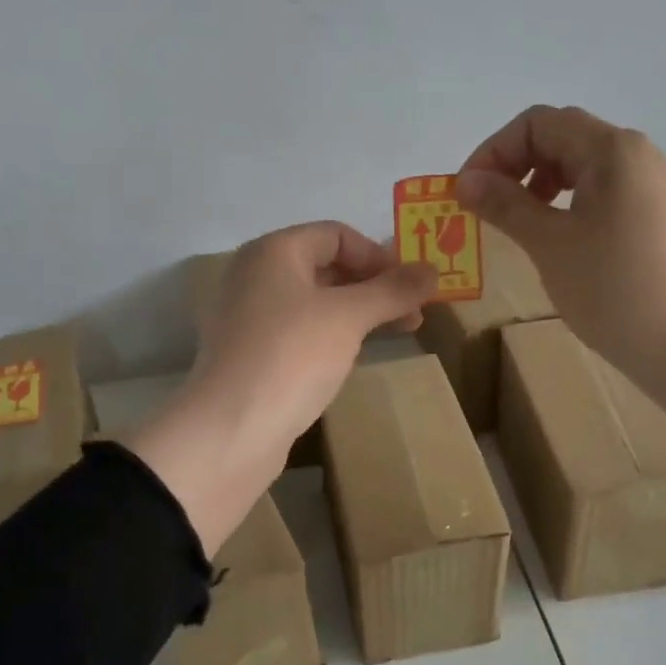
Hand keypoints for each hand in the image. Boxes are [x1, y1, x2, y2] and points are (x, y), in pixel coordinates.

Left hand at [127, 223, 435, 553]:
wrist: (231, 429)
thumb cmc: (292, 356)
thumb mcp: (349, 317)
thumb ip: (392, 290)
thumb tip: (433, 271)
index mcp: (272, 252)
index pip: (335, 235)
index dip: (378, 255)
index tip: (412, 285)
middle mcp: (254, 276)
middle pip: (324, 266)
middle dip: (373, 286)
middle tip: (413, 312)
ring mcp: (247, 317)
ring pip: (313, 302)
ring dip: (357, 312)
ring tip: (395, 333)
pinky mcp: (249, 355)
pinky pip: (298, 331)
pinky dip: (330, 335)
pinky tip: (353, 355)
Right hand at [455, 105, 665, 381]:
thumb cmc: (610, 288)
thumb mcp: (548, 243)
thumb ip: (504, 204)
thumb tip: (464, 181)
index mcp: (611, 149)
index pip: (538, 123)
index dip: (494, 150)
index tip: (468, 192)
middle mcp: (636, 154)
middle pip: (562, 137)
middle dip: (515, 164)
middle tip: (487, 205)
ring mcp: (651, 184)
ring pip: (582, 164)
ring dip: (539, 182)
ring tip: (518, 220)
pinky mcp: (656, 214)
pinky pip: (602, 189)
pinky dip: (567, 200)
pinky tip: (556, 236)